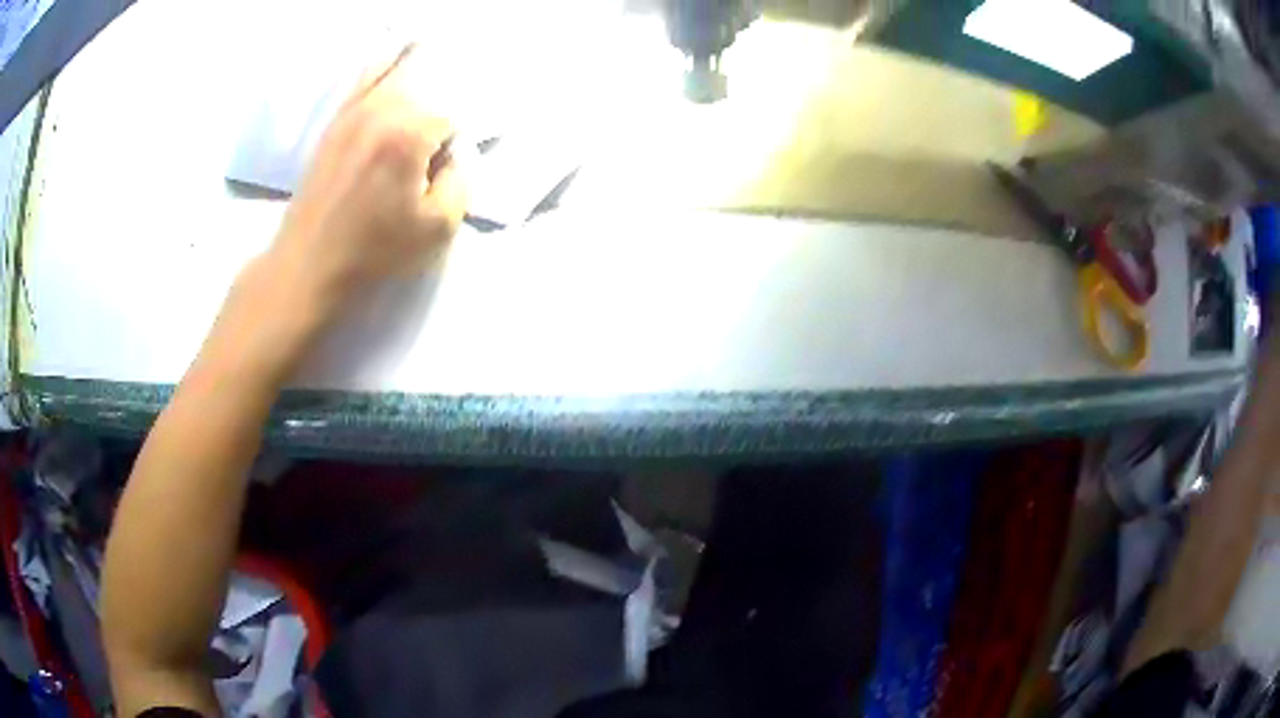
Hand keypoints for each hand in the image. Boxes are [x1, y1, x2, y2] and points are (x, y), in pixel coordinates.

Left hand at [266, 44, 466, 324]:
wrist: (307, 264)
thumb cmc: (373, 250)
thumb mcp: (437, 228)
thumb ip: (460, 181)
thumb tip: (455, 153)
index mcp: (410, 132)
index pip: (454, 113)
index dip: (464, 131)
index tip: (463, 150)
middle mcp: (381, 109)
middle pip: (425, 78)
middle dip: (445, 83)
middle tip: (444, 97)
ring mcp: (351, 113)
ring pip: (391, 67)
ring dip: (414, 57)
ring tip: (430, 45)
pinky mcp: (333, 124)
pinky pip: (361, 81)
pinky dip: (380, 64)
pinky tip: (390, 56)